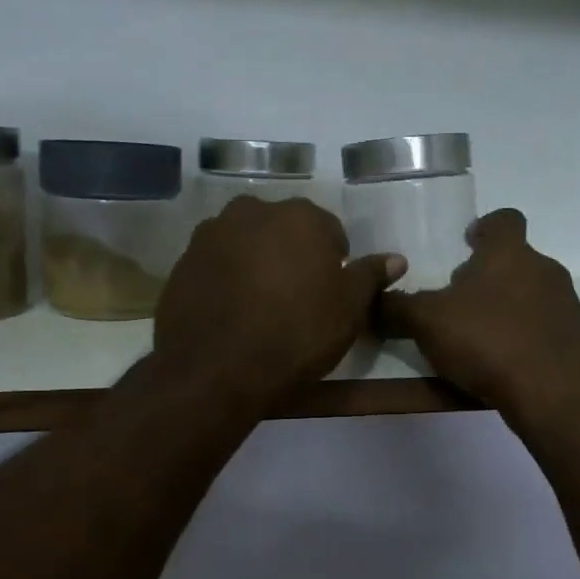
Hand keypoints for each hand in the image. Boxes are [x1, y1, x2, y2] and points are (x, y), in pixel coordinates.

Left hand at [155, 196, 403, 401]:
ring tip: (261, 306)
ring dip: (257, 263)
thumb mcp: (348, 310)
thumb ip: (370, 277)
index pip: (330, 231)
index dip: (334, 263)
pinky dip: (227, 278)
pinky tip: (232, 311)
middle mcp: (254, 211)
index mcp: (301, 217)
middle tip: (296, 299)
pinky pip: (217, 263)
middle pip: (284, 230)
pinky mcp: (183, 260)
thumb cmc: (295, 334)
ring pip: (247, 242)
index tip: (329, 294)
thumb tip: (396, 259)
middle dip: (293, 256)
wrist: (215, 368)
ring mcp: (212, 233)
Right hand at [378, 209, 579, 417]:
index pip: (504, 219)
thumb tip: (373, 300)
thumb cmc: (486, 341)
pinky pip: (541, 323)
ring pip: (529, 291)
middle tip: (458, 300)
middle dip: (487, 274)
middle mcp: (543, 269)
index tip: (467, 243)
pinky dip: (522, 331)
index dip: (485, 227)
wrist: (547, 394)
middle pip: (513, 259)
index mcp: (509, 253)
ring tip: (478, 332)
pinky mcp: (573, 337)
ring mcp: (564, 303)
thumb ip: (397, 307)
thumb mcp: (426, 322)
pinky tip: (502, 357)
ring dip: (505, 304)